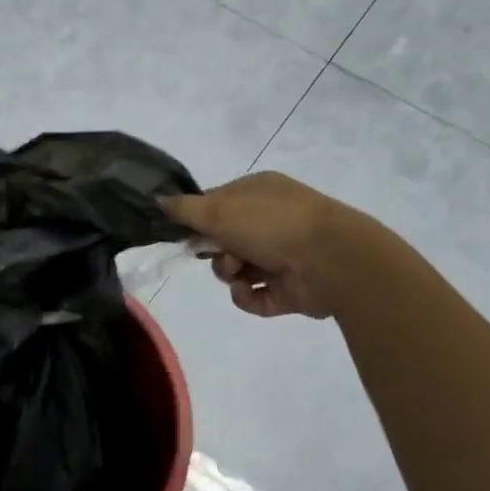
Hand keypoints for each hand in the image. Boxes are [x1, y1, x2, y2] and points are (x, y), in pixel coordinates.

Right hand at [164, 172, 351, 318]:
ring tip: (241, 274)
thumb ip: (184, 208)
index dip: (199, 221)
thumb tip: (158, 200)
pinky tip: (252, 291)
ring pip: (238, 270)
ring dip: (231, 274)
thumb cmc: (271, 224)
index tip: (186, 234)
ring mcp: (284, 256)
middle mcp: (272, 221)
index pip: (217, 205)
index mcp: (258, 193)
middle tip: (220, 254)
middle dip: (216, 251)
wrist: (332, 260)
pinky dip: (248, 297)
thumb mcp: (217, 209)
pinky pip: (255, 297)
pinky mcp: (290, 290)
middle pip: (225, 240)